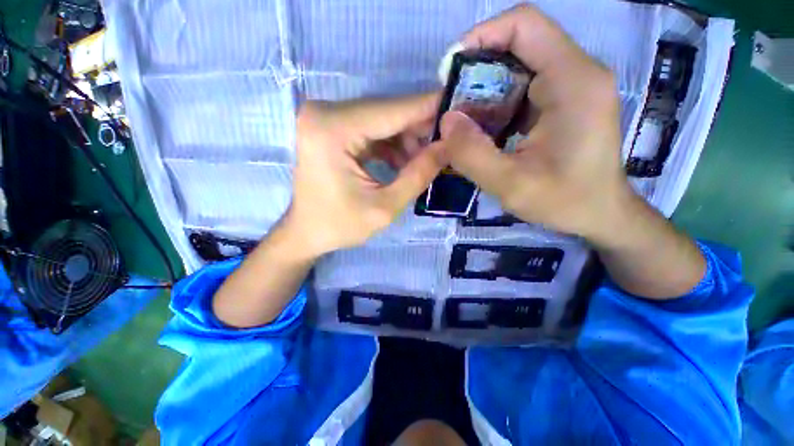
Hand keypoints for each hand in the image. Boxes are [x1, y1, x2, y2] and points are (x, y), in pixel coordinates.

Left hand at [284, 94, 445, 256]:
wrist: (306, 232)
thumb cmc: (340, 226)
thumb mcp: (385, 207)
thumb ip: (419, 175)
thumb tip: (449, 146)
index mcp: (333, 129)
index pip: (392, 110)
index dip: (429, 108)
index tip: (459, 107)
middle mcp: (325, 113)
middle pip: (386, 112)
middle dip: (418, 128)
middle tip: (446, 143)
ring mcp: (326, 119)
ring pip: (381, 120)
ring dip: (405, 139)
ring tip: (423, 163)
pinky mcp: (331, 129)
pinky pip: (371, 129)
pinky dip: (391, 144)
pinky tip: (402, 164)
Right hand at [439, 5, 704, 298]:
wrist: (601, 214)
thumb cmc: (565, 202)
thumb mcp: (510, 185)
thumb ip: (472, 155)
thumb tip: (446, 121)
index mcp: (573, 81)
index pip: (524, 25)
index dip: (482, 36)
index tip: (450, 71)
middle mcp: (577, 72)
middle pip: (518, 45)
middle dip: (477, 71)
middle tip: (451, 107)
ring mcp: (572, 85)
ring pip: (518, 68)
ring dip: (484, 90)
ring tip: (463, 123)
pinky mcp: (564, 101)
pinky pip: (523, 88)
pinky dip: (496, 103)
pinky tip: (484, 130)